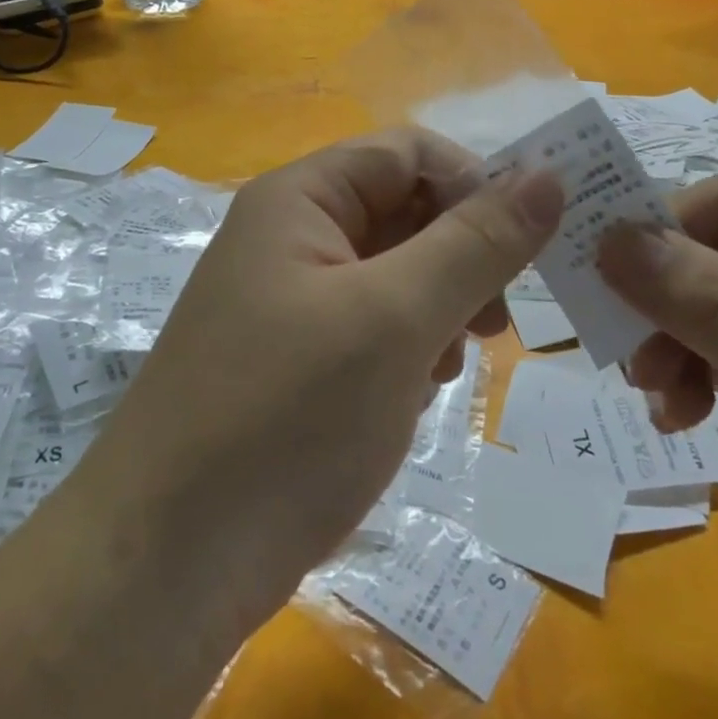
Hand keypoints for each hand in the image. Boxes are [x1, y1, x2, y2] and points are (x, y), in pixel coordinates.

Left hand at [80, 128, 561, 632]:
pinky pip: (375, 327)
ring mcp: (293, 303)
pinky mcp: (299, 363)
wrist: (167, 565)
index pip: (408, 153)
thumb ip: (477, 243)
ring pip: (397, 274)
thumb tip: (550, 175)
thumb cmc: (285, 417)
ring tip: (448, 361)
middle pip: (403, 211)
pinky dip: (409, 347)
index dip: (474, 183)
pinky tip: (414, 393)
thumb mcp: (395, 319)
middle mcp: (292, 238)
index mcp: (300, 200)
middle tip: (496, 319)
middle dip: (460, 255)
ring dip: (439, 306)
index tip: (530, 244)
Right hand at [596, 175, 717, 691]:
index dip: (659, 233)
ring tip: (660, 401)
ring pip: (710, 299)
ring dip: (671, 342)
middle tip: (629, 363)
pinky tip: (684, 418)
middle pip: (715, 250)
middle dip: (662, 301)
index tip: (601, 291)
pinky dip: (693, 375)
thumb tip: (611, 237)